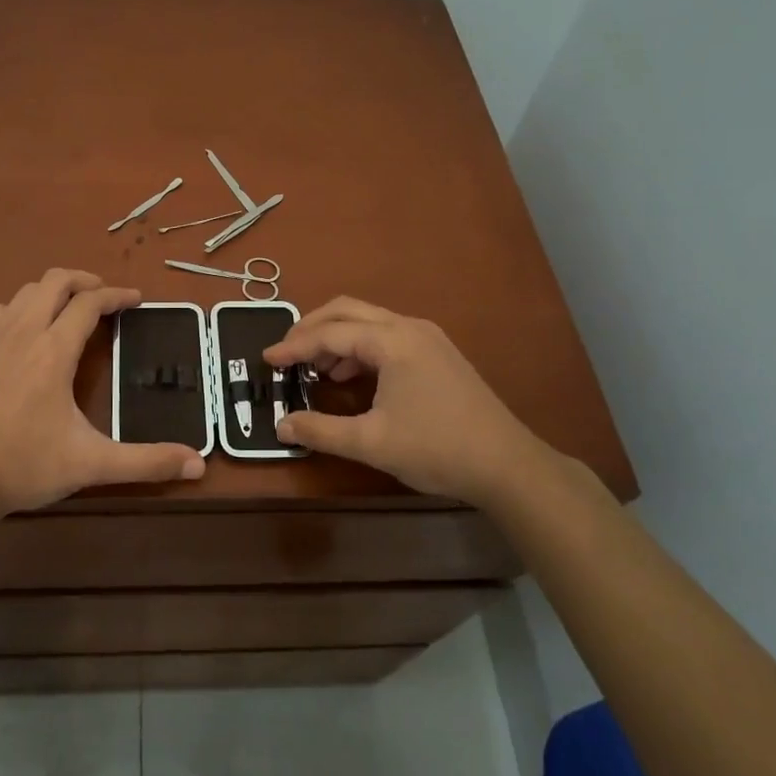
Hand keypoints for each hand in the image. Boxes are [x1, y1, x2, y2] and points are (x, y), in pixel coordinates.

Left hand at [0, 269, 205, 522]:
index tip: (135, 299)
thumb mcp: (92, 464)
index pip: (90, 303)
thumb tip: (198, 465)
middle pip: (54, 281)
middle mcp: (22, 333)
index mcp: (54, 349)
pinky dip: (19, 309)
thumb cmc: (26, 464)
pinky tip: (23, 333)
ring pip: (23, 293)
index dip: (116, 295)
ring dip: (50, 292)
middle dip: (83, 280)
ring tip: (67, 309)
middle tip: (103, 296)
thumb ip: (146, 462)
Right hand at [263, 297, 542, 505]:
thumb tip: (281, 426)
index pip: (330, 333)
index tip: (267, 360)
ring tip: (316, 370)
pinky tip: (353, 377)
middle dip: (312, 328)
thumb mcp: (371, 442)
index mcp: (391, 341)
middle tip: (286, 354)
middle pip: (347, 311)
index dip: (294, 346)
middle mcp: (408, 327)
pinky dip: (360, 348)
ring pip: (368, 321)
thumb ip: (321, 431)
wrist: (507, 464)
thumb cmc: (436, 448)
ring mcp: (427, 337)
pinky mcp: (438, 352)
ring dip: (337, 337)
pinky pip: (387, 335)